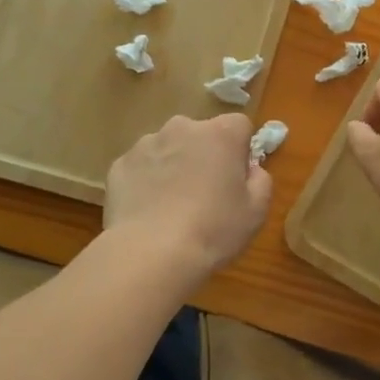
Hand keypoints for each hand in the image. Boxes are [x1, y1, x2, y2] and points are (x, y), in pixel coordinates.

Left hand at [105, 114, 271, 274]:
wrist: (150, 254)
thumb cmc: (213, 230)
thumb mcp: (256, 211)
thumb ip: (260, 180)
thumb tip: (250, 169)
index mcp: (221, 134)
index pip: (239, 126)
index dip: (240, 150)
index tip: (236, 178)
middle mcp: (182, 127)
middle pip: (200, 134)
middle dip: (204, 155)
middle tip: (205, 194)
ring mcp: (146, 144)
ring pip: (168, 149)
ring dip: (174, 166)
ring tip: (172, 207)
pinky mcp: (119, 164)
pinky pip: (141, 168)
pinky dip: (146, 182)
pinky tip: (149, 213)